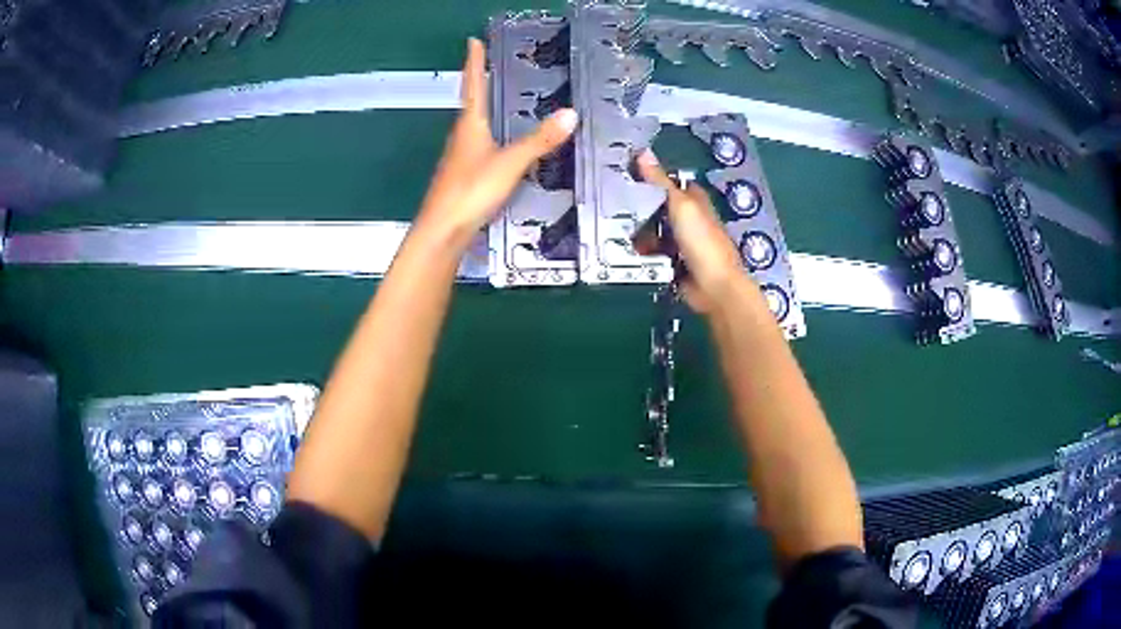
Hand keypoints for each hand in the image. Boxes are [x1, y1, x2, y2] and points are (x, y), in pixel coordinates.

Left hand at [417, 38, 578, 245]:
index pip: (474, 85)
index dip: (475, 62)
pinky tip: (502, 142)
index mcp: (470, 125)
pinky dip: (492, 133)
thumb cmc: (470, 191)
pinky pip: (481, 144)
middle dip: (481, 81)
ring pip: (475, 124)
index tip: (473, 41)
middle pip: (472, 102)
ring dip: (486, 106)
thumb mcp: (510, 163)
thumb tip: (571, 114)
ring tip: (502, 96)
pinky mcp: (464, 175)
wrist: (442, 231)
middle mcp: (462, 136)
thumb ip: (539, 141)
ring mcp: (461, 156)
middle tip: (493, 65)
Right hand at [635, 150, 747, 312]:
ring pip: (654, 230)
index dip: (653, 177)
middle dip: (641, 207)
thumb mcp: (680, 204)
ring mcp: (682, 242)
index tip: (628, 174)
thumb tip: (642, 152)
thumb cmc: (702, 241)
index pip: (671, 182)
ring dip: (640, 232)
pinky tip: (632, 251)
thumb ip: (660, 181)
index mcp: (694, 200)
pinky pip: (654, 252)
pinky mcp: (674, 262)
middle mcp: (689, 219)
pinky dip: (644, 252)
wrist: (713, 286)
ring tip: (620, 230)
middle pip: (659, 207)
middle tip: (616, 205)